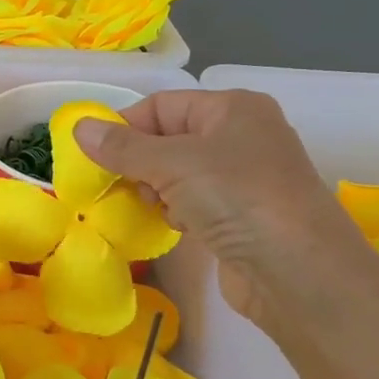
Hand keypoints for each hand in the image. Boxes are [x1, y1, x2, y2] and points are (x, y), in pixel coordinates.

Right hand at [73, 90, 378, 329]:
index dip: (126, 127)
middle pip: (169, 139)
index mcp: (233, 109)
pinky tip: (178, 226)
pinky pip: (195, 202)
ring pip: (178, 173)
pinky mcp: (243, 216)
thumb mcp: (172, 164)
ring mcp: (246, 178)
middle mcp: (242, 136)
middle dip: (140, 162)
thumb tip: (79, 128)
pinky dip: (178, 211)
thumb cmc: (237, 198)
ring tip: (156, 207)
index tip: (96, 156)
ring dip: (157, 190)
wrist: (300, 274)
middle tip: (124, 185)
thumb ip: (122, 147)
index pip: (162, 105)